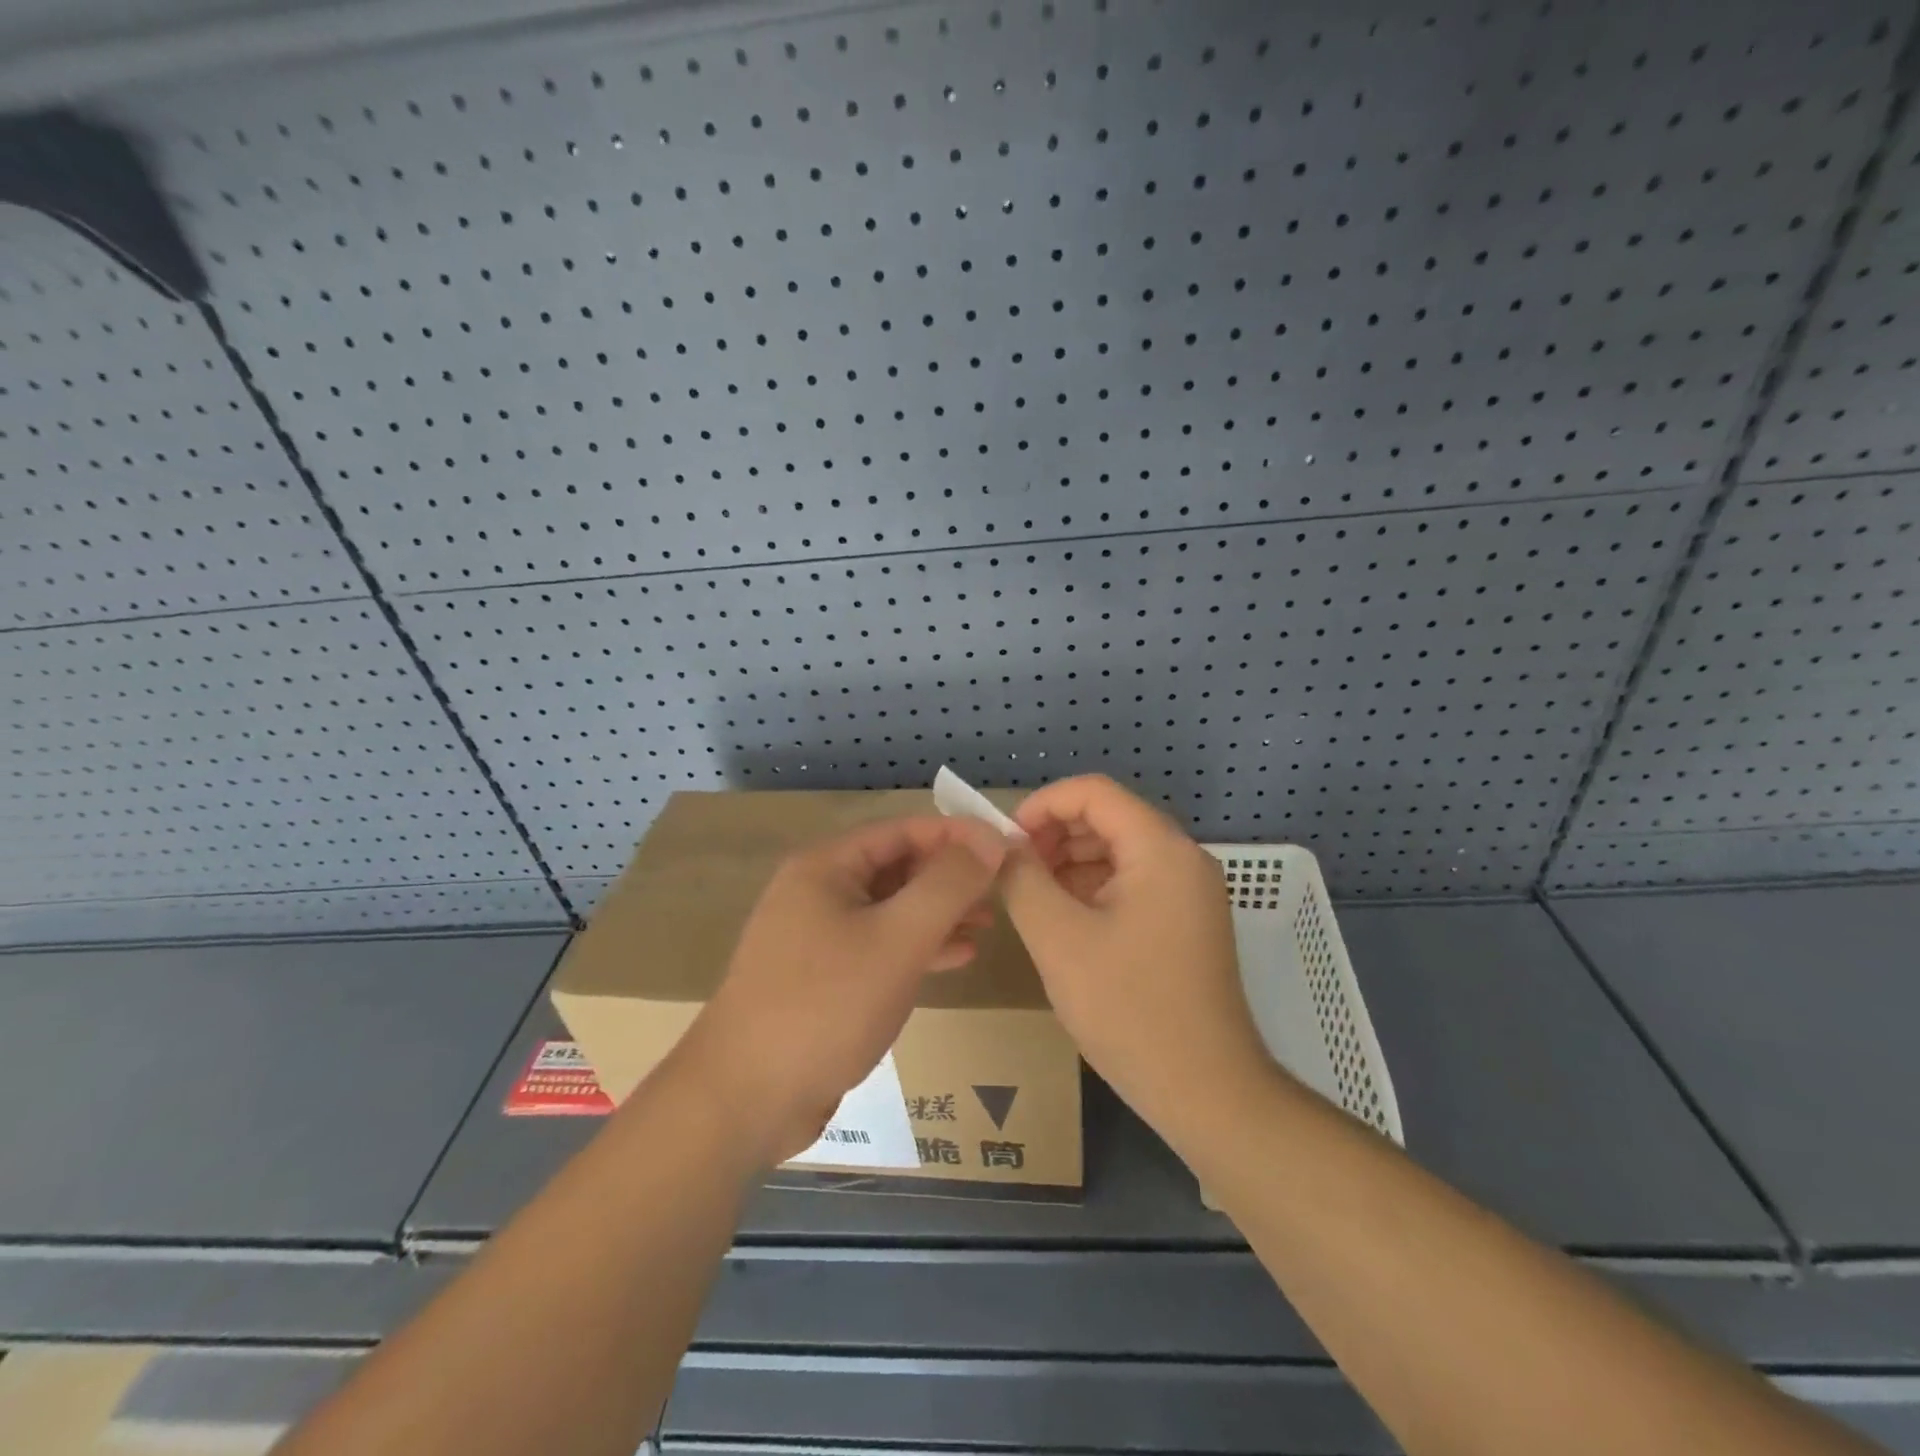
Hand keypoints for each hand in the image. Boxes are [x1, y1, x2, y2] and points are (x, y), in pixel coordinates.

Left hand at [676, 815, 1007, 1164]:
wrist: (746, 1099)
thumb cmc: (826, 1005)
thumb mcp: (898, 938)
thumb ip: (948, 884)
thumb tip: (990, 840)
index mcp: (826, 867)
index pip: (903, 830)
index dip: (957, 835)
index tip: (1006, 849)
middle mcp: (818, 892)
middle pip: (897, 867)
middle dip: (950, 877)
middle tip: (1002, 892)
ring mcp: (817, 937)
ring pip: (891, 909)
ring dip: (939, 913)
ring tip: (987, 925)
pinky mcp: (823, 979)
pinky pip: (880, 947)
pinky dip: (918, 948)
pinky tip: (958, 958)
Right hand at [1001, 775, 1272, 1147]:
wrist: (1208, 1091)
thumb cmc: (1130, 1009)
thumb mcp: (1059, 939)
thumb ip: (1022, 880)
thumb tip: (1000, 846)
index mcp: (1160, 849)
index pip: (1093, 792)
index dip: (1042, 805)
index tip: (1005, 841)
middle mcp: (1182, 858)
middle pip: (1108, 818)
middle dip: (1054, 835)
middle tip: (1012, 871)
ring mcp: (1189, 892)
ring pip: (1118, 851)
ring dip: (1070, 862)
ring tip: (1030, 896)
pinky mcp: (1186, 922)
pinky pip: (1133, 883)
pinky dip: (1093, 889)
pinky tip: (1063, 919)